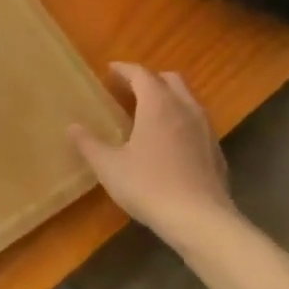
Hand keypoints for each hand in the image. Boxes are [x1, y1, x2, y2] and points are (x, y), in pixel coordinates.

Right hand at [70, 63, 234, 242]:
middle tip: (129, 89)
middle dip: (149, 79)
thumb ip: (89, 144)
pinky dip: (181, 119)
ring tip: (149, 113)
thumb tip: (72, 127)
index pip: (141, 74)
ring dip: (168, 97)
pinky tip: (170, 142)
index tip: (110, 70)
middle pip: (170, 79)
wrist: (199, 218)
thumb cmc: (148, 186)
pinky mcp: (216, 150)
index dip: (124, 69)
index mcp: (157, 104)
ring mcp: (205, 128)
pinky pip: (197, 122)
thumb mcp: (109, 167)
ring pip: (187, 99)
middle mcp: (185, 108)